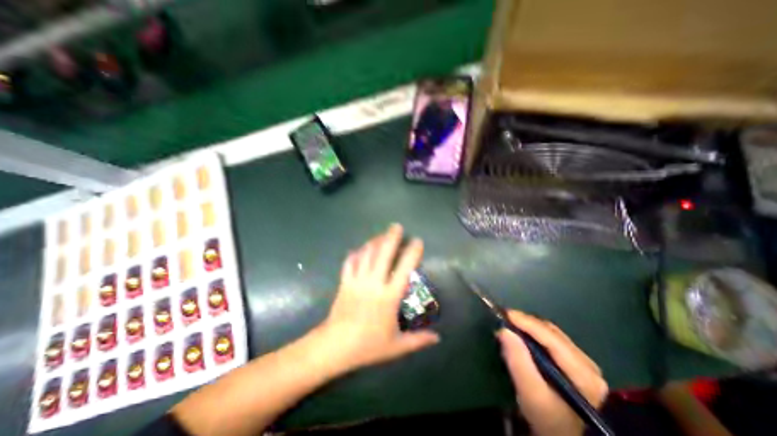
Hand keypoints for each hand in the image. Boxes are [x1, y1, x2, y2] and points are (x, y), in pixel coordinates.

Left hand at [315, 224, 439, 374]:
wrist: (336, 346)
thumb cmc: (368, 346)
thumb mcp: (396, 346)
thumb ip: (418, 340)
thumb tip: (438, 337)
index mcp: (389, 296)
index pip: (404, 269)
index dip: (412, 253)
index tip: (417, 241)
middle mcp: (374, 283)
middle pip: (383, 254)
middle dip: (391, 237)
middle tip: (396, 226)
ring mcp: (357, 280)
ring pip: (366, 254)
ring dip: (375, 242)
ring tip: (381, 234)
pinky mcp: (344, 282)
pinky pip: (350, 262)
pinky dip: (356, 253)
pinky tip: (360, 248)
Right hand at [498, 310, 605, 434]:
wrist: (561, 434)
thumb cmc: (547, 419)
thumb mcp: (530, 394)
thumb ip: (518, 361)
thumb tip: (504, 330)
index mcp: (583, 374)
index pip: (552, 339)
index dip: (528, 323)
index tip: (505, 314)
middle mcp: (588, 364)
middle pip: (552, 333)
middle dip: (526, 323)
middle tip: (504, 320)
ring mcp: (583, 362)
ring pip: (551, 333)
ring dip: (529, 327)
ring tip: (510, 326)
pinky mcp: (575, 362)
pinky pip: (551, 339)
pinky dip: (534, 334)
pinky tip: (522, 336)